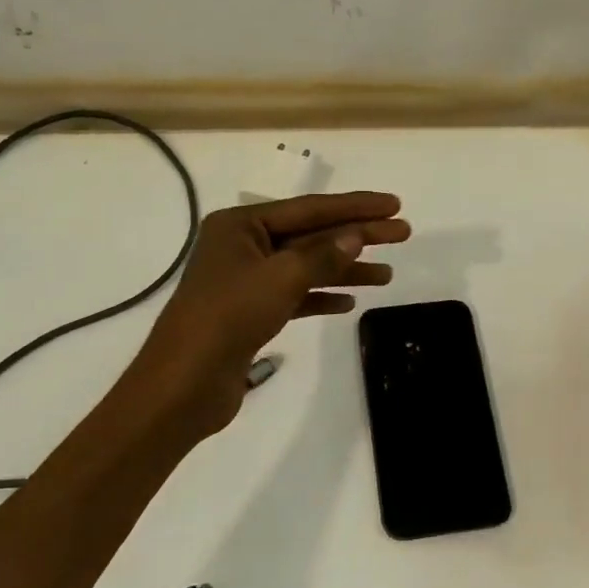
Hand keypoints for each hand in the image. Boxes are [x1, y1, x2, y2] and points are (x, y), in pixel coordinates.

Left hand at [127, 192, 409, 443]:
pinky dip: (322, 297)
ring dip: (346, 270)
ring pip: (307, 268)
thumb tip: (357, 236)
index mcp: (241, 225)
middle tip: (403, 234)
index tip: (394, 204)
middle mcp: (243, 246)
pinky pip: (296, 296)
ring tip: (387, 275)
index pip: (310, 209)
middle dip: (358, 236)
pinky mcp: (252, 314)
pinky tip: (350, 303)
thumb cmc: (229, 317)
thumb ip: (323, 254)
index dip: (355, 206)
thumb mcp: (281, 277)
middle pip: (312, 236)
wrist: (186, 383)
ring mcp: (247, 281)